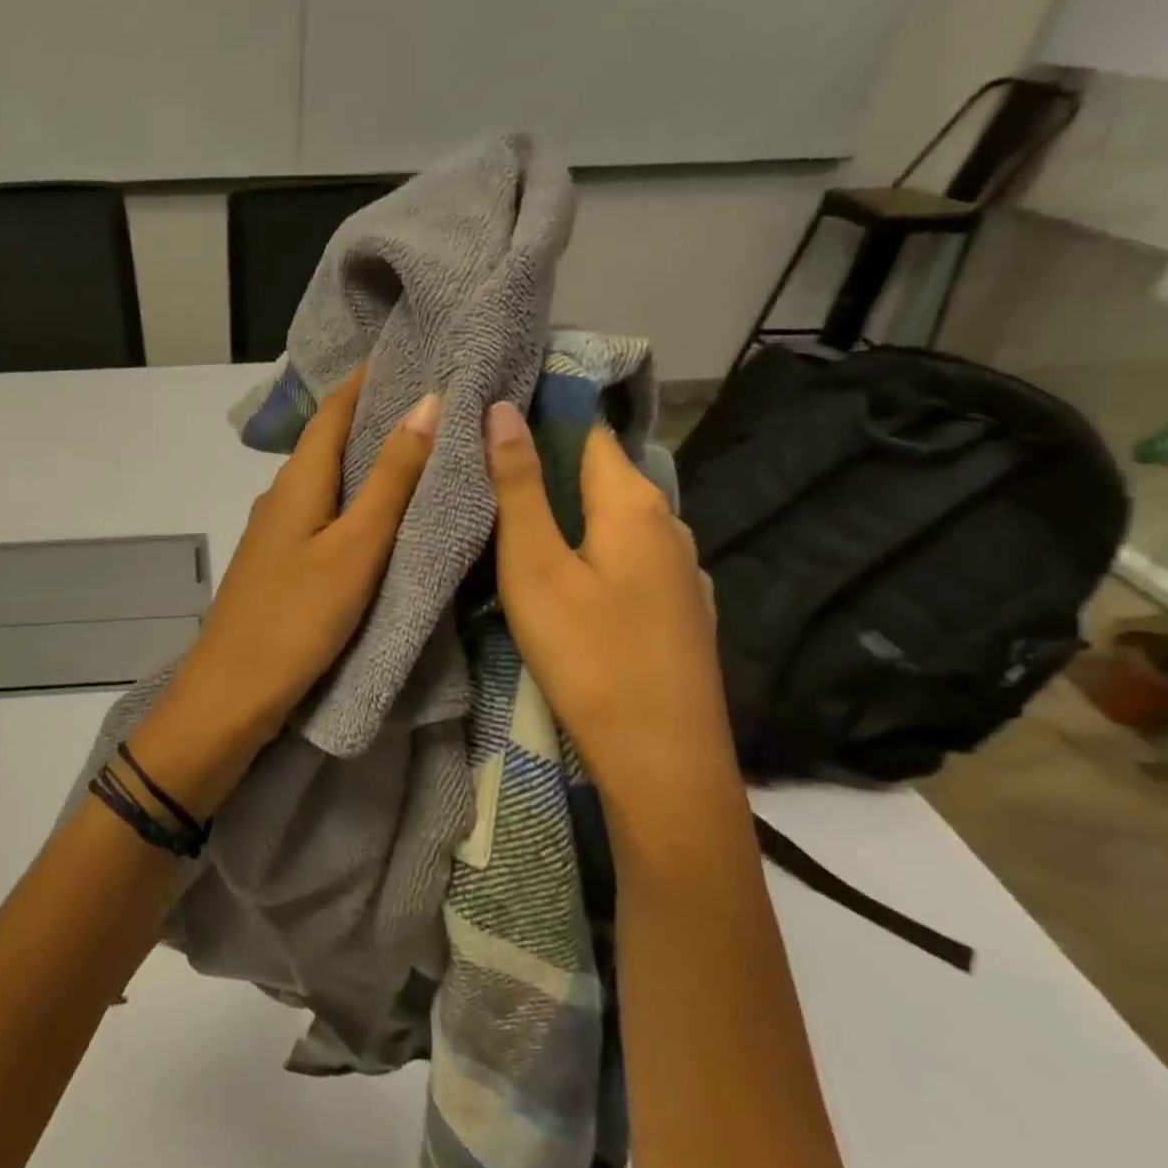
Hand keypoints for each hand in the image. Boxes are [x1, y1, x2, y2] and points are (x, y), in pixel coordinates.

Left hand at [133, 367, 439, 816]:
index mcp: (296, 483)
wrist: (231, 696)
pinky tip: (382, 520)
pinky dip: (355, 507)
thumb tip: (427, 402)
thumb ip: (391, 479)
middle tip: (436, 403)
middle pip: (329, 444)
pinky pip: (324, 521)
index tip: (415, 353)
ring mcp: (276, 537)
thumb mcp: (355, 548)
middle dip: (376, 419)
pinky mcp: (281, 570)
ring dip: (367, 465)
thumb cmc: (296, 619)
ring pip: (327, 485)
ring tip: (423, 455)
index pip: (333, 410)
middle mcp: (281, 499)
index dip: (369, 379)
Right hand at [482, 401, 734, 802]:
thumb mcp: (536, 568)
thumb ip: (519, 488)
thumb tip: (502, 409)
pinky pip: (627, 557)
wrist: (663, 759)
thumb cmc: (589, 656)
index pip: (587, 432)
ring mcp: (680, 570)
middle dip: (549, 467)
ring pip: (614, 520)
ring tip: (516, 520)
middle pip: (602, 475)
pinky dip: (592, 549)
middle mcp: (668, 524)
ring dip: (569, 512)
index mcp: (634, 504)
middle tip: (487, 474)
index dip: (542, 417)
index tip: (492, 416)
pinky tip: (566, 574)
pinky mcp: (678, 609)